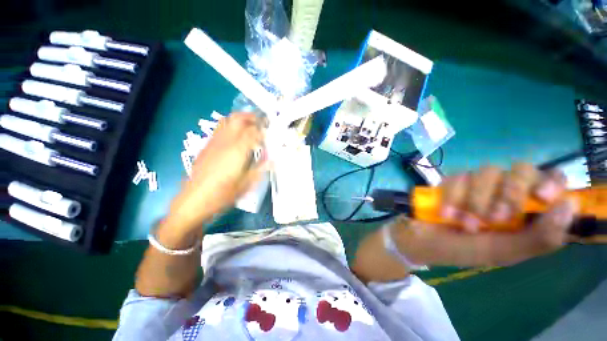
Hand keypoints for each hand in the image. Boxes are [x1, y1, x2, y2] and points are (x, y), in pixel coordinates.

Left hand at [167, 113, 267, 230]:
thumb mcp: (247, 184)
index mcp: (238, 150)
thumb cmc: (223, 194)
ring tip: (249, 125)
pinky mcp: (207, 145)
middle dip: (251, 117)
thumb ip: (261, 169)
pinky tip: (235, 136)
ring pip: (227, 120)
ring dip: (240, 119)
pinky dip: (230, 125)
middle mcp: (226, 141)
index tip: (271, 133)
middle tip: (261, 122)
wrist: (194, 199)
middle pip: (238, 119)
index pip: (253, 132)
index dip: (264, 130)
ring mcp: (215, 141)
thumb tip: (273, 161)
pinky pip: (220, 128)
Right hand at [397, 163, 578, 266]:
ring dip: (475, 199)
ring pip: (487, 172)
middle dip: (508, 193)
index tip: (541, 195)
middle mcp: (503, 193)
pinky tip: (445, 213)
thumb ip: (538, 238)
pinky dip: (452, 196)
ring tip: (462, 222)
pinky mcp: (452, 182)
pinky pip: (458, 176)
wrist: (419, 239)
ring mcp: (476, 185)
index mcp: (523, 212)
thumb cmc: (460, 251)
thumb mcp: (500, 252)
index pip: (549, 181)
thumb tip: (570, 206)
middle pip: (520, 169)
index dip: (549, 180)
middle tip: (493, 217)